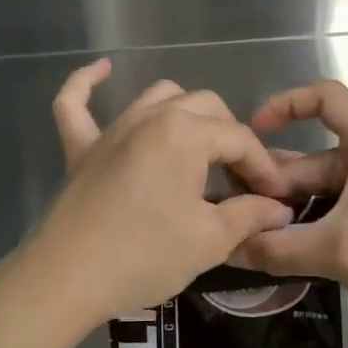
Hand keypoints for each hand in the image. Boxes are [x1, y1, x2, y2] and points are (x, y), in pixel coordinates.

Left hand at [14, 58, 294, 333]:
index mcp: (185, 133)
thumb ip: (249, 215)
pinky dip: (88, 83)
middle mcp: (149, 117)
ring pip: (158, 97)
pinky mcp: (81, 148)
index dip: (263, 167)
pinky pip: (76, 103)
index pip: (239, 138)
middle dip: (230, 139)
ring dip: (185, 113)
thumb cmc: (146, 256)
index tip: (276, 199)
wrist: (69, 278)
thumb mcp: (209, 240)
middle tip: (239, 182)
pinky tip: (103, 69)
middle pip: (205, 107)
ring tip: (199, 148)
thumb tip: (278, 209)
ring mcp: (111, 129)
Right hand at [232, 80, 347, 347]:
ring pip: (313, 191)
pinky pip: (325, 213)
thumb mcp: (340, 251)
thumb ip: (277, 248)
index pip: (324, 98)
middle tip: (230, 211)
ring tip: (241, 233)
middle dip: (269, 181)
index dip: (286, 104)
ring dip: (281, 209)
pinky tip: (272, 250)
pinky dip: (300, 227)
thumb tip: (223, 247)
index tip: (252, 131)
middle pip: (306, 157)